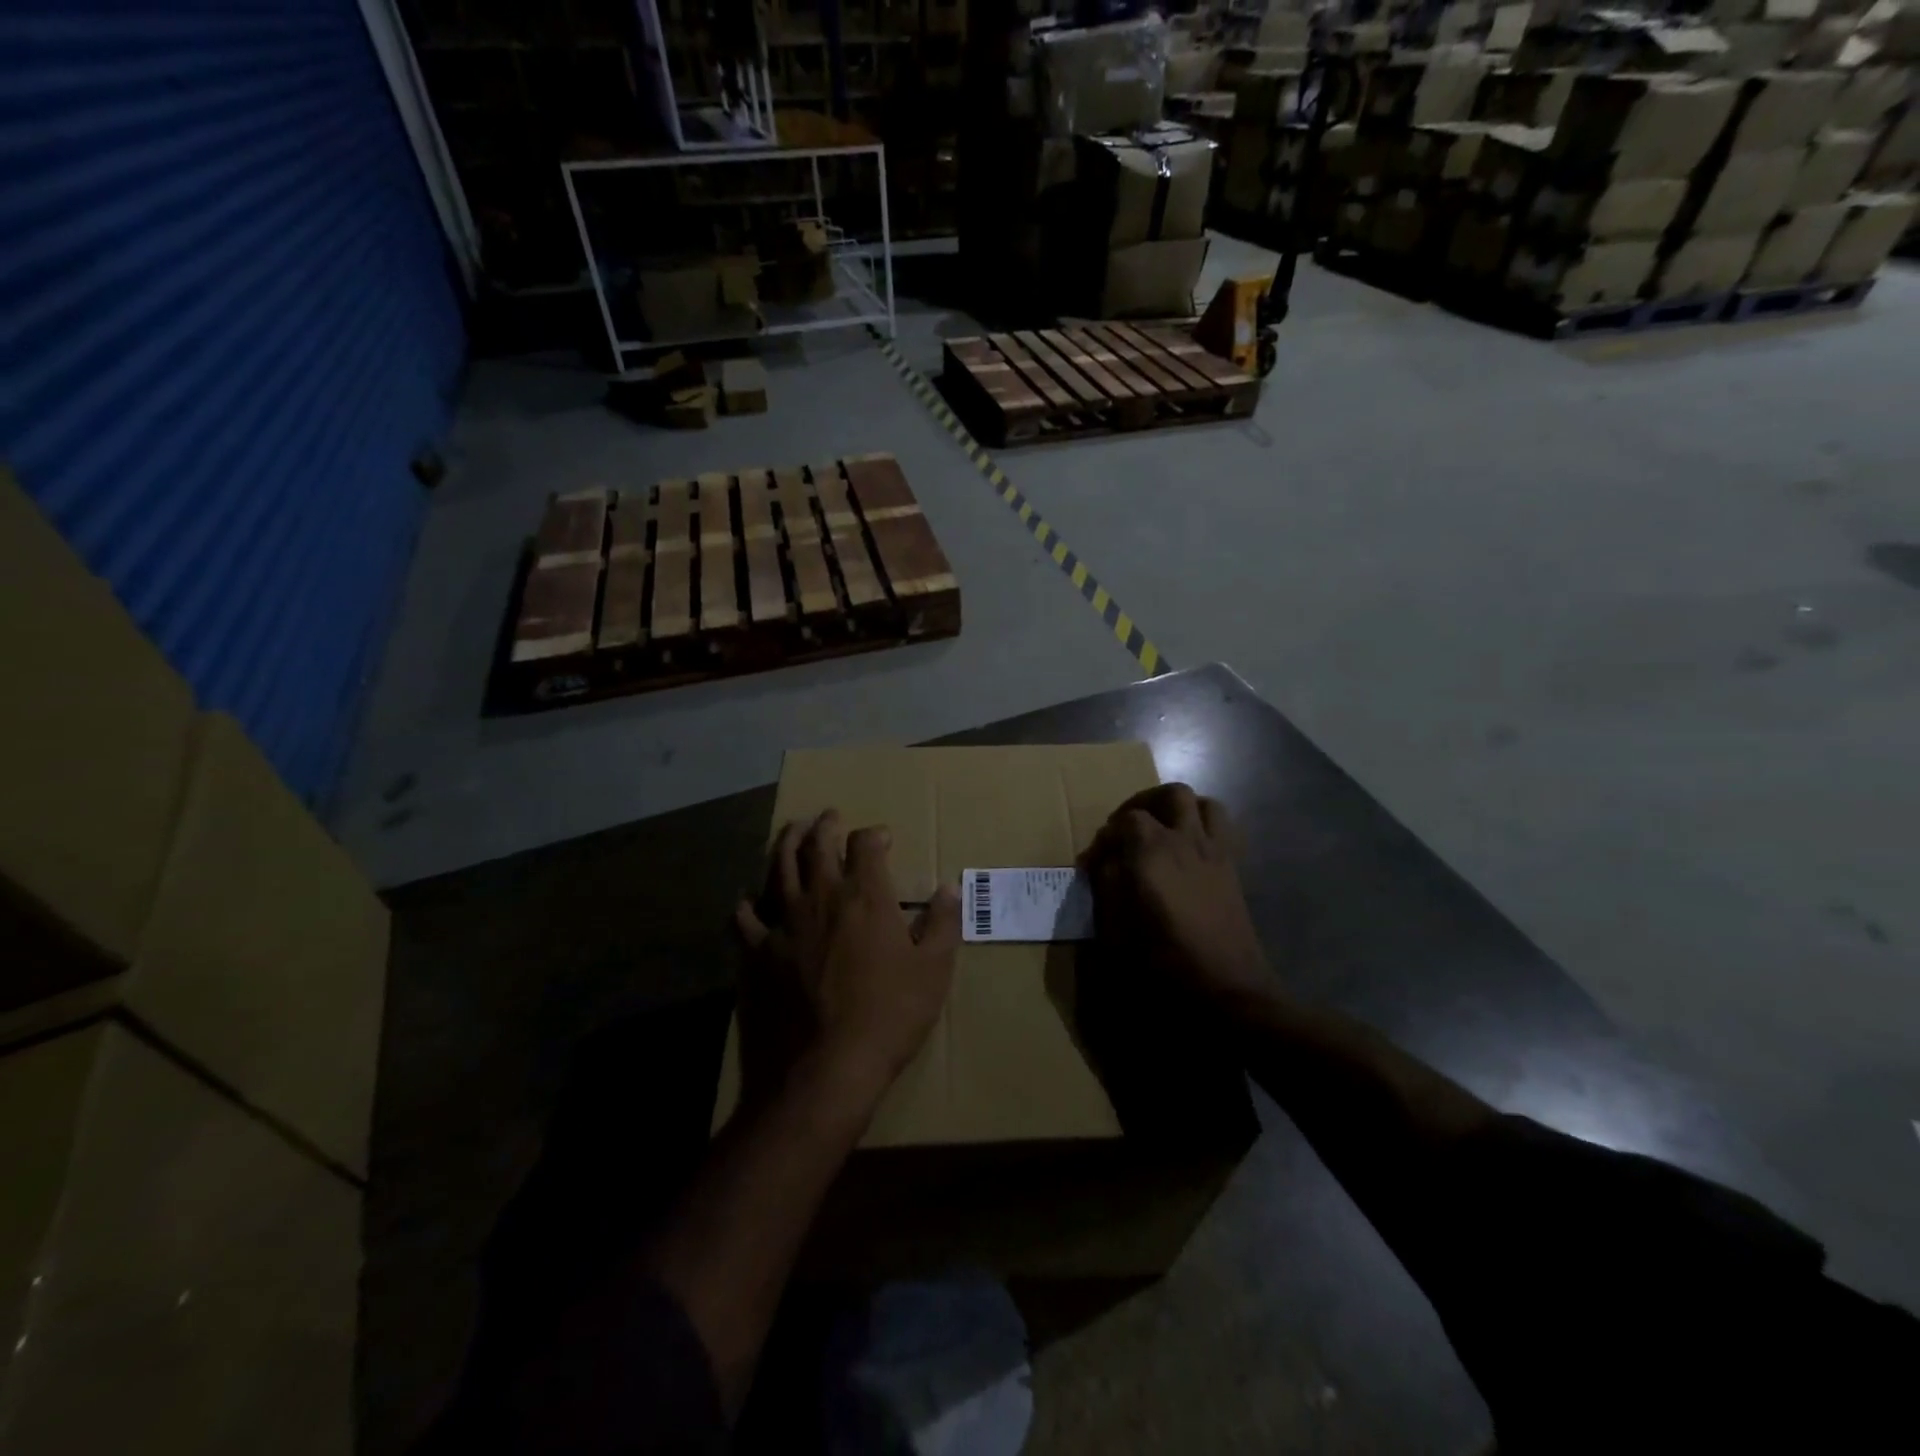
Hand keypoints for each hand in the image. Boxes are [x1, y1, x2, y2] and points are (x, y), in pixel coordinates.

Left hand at [736, 810, 960, 1107]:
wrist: (824, 1070)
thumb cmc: (888, 1017)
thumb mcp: (933, 971)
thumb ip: (942, 923)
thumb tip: (948, 887)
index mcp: (865, 897)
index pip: (866, 845)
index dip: (874, 835)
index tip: (882, 838)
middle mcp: (821, 897)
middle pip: (817, 844)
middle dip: (825, 825)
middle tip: (829, 817)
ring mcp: (783, 922)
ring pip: (778, 866)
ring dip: (786, 842)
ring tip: (792, 831)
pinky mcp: (755, 952)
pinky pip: (744, 916)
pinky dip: (748, 903)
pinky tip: (750, 901)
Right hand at [1081, 784, 1273, 1005]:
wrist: (1228, 990)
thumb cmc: (1165, 962)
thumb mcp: (1117, 930)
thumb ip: (1107, 887)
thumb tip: (1105, 865)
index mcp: (1153, 851)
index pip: (1126, 820)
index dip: (1106, 837)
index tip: (1094, 862)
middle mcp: (1186, 840)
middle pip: (1171, 794)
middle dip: (1145, 803)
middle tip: (1128, 828)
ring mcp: (1216, 852)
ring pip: (1204, 804)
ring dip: (1180, 810)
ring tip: (1162, 831)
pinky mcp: (1233, 869)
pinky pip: (1222, 829)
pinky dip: (1203, 828)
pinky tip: (1187, 855)